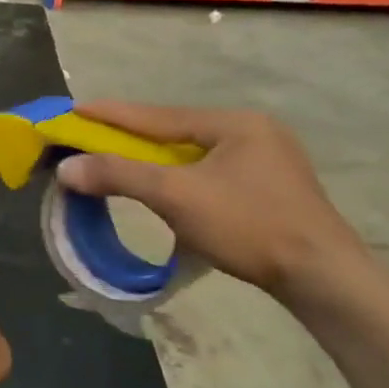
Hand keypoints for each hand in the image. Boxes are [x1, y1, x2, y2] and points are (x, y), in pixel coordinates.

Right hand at [55, 103, 368, 301]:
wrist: (322, 278)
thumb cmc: (248, 225)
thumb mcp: (176, 196)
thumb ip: (119, 175)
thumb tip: (67, 167)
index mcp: (234, 124)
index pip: (157, 115)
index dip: (111, 114)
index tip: (74, 109)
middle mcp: (252, 132)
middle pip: (175, 133)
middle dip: (131, 138)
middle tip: (91, 138)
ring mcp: (265, 161)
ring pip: (192, 155)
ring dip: (153, 161)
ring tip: (119, 163)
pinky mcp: (269, 189)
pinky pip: (208, 174)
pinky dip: (177, 179)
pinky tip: (164, 189)